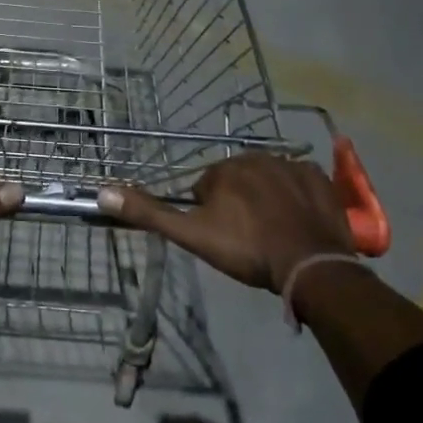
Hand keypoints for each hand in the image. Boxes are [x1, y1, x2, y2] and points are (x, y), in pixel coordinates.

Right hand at [97, 155, 355, 293]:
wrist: (310, 265)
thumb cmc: (247, 249)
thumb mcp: (192, 235)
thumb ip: (149, 213)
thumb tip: (103, 193)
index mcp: (223, 169)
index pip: (205, 188)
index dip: (210, 215)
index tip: (223, 237)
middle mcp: (256, 157)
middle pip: (237, 181)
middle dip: (238, 203)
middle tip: (247, 238)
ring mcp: (292, 165)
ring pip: (268, 180)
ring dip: (266, 199)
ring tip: (273, 233)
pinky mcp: (319, 178)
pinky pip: (300, 182)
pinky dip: (296, 197)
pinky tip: (297, 221)